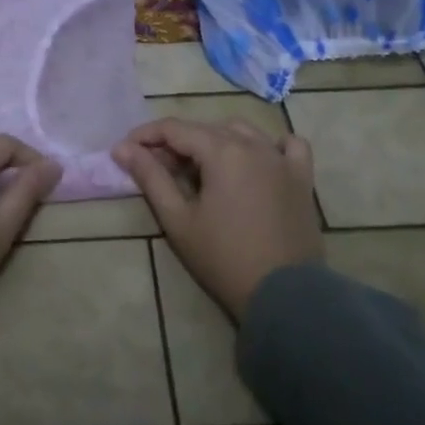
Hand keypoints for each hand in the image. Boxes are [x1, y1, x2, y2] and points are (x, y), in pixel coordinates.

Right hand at [114, 117, 320, 320]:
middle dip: (176, 142)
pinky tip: (258, 160)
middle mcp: (253, 144)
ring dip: (216, 140)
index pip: (174, 129)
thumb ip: (150, 177)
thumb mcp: (178, 219)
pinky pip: (290, 146)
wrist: (284, 296)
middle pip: (205, 128)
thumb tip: (123, 148)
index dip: (146, 135)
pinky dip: (271, 145)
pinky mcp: (302, 178)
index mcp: (222, 151)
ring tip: (200, 167)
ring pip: (243, 131)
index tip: (125, 151)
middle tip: (157, 169)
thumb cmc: (223, 258)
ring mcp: (282, 160)